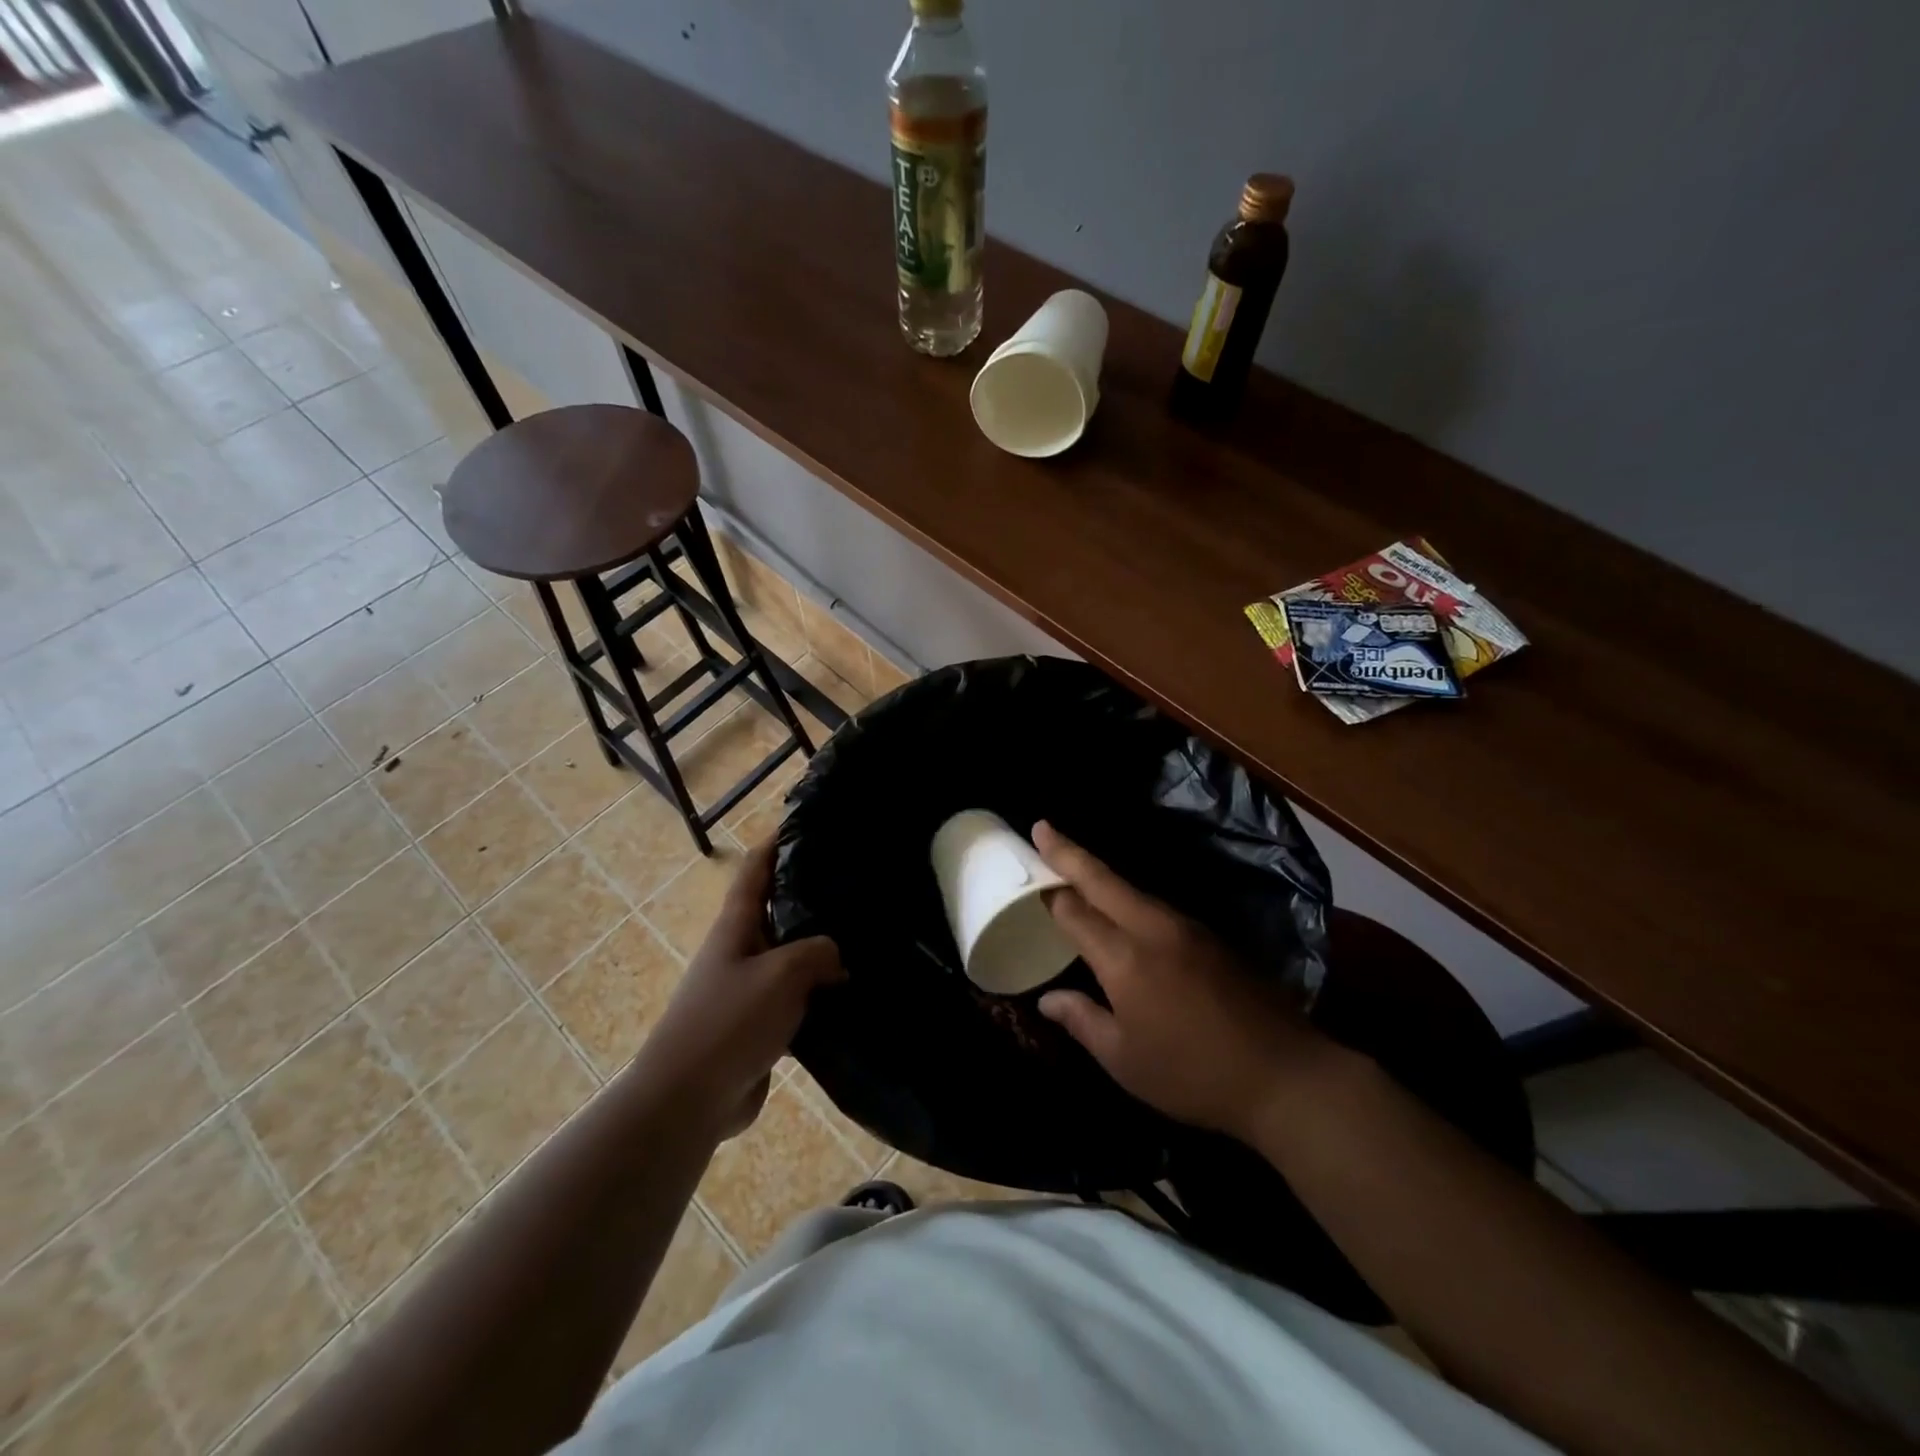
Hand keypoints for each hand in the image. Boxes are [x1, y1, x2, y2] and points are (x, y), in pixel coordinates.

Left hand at [632, 842, 844, 1138]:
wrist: (689, 1099)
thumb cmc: (730, 1021)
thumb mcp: (782, 973)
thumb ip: (818, 952)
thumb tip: (836, 957)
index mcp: (736, 927)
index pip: (755, 872)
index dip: (774, 844)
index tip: (803, 824)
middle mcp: (740, 952)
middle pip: (777, 912)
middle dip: (809, 897)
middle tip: (854, 885)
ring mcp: (748, 991)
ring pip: (791, 959)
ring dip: (821, 951)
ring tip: (865, 939)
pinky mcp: (759, 1027)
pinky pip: (795, 1000)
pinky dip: (820, 994)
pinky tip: (852, 996)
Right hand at [1033, 822, 1328, 1140]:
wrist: (1285, 1075)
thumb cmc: (1193, 1074)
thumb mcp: (1124, 1060)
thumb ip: (1081, 1020)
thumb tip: (1046, 998)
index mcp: (1125, 958)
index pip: (1075, 911)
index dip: (1048, 889)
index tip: (1028, 864)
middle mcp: (1153, 929)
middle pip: (1103, 880)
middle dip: (1069, 852)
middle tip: (1043, 828)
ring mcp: (1187, 929)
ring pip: (1132, 890)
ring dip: (1100, 875)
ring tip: (1074, 867)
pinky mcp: (1210, 938)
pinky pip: (1155, 906)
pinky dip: (1127, 897)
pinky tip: (1120, 907)